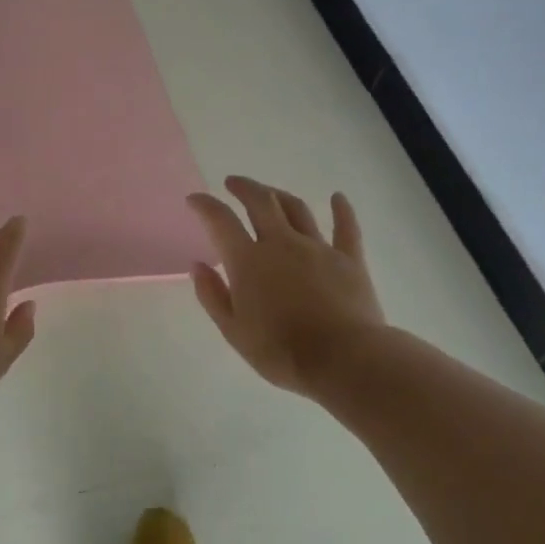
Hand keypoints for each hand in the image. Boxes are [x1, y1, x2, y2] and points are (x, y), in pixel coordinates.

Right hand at [187, 176, 386, 395]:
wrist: (343, 360)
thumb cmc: (280, 351)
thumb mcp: (233, 330)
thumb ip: (212, 295)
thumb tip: (198, 266)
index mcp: (248, 261)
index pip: (221, 221)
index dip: (205, 206)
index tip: (195, 200)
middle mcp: (281, 244)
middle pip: (261, 202)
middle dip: (244, 187)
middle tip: (232, 183)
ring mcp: (318, 248)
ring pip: (297, 209)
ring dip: (279, 195)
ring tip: (270, 192)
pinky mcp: (350, 259)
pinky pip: (346, 227)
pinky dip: (341, 210)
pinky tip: (338, 198)